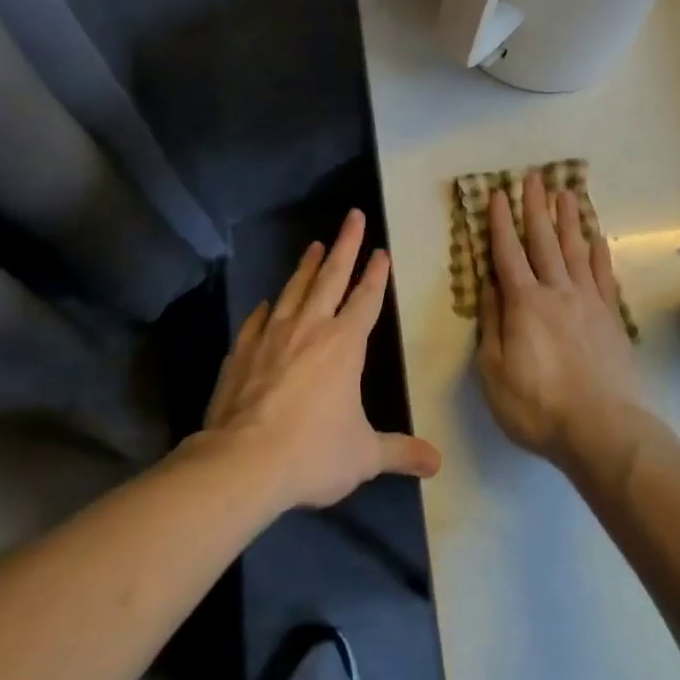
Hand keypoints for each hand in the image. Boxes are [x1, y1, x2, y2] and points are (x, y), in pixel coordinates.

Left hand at [203, 209, 441, 510]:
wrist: (242, 463)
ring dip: (307, 266)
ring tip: (314, 245)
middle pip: (331, 277)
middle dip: (345, 245)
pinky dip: (267, 308)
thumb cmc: (313, 453)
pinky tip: (267, 303)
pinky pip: (258, 320)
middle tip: (353, 216)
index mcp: (344, 345)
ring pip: (294, 290)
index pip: (366, 299)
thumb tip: (436, 463)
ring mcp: (272, 336)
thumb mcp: (364, 456)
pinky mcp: (242, 351)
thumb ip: (399, 452)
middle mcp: (310, 328)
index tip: (381, 251)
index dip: (376, 274)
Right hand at [475, 172, 657, 478]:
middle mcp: (556, 292)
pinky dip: (599, 254)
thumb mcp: (494, 372)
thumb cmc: (538, 407)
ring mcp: (588, 302)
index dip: (499, 223)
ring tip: (566, 193)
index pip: (507, 253)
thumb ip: (492, 324)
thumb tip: (490, 286)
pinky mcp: (611, 317)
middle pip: (543, 241)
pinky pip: (604, 276)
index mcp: (524, 303)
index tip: (496, 194)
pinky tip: (597, 239)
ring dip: (568, 220)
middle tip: (532, 177)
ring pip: (575, 251)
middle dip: (535, 208)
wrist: (603, 430)